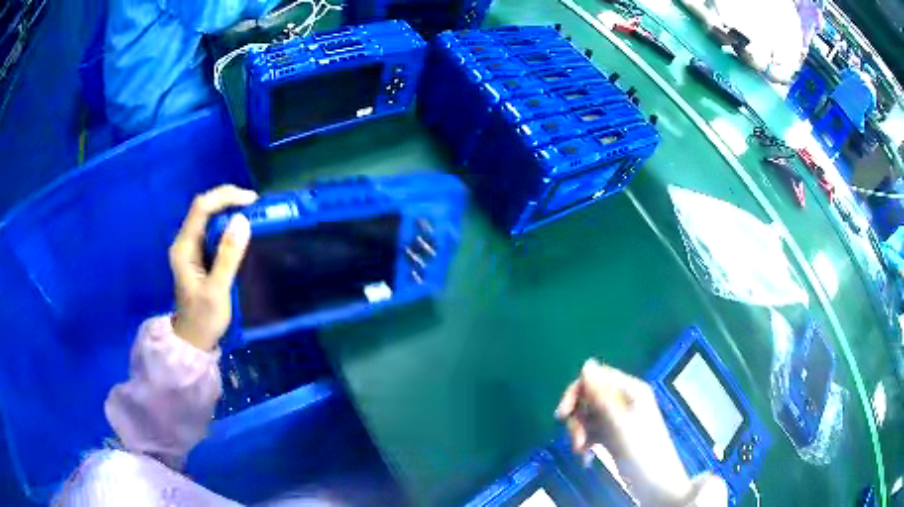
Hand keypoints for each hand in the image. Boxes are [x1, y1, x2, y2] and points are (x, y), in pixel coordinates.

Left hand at [169, 185, 257, 350]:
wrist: (193, 340)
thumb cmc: (204, 318)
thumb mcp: (218, 290)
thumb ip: (228, 256)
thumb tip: (242, 220)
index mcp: (184, 247)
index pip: (201, 207)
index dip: (225, 197)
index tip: (252, 201)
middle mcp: (185, 242)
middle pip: (204, 207)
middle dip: (229, 200)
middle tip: (256, 206)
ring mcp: (191, 248)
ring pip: (208, 217)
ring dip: (229, 210)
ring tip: (253, 214)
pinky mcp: (198, 255)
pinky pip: (212, 230)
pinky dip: (228, 225)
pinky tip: (241, 231)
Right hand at [555, 359, 692, 505]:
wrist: (655, 483)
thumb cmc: (641, 451)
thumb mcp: (619, 423)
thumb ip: (602, 395)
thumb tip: (585, 364)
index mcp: (631, 390)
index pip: (596, 378)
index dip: (576, 393)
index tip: (562, 415)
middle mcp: (625, 400)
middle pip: (589, 398)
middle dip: (577, 418)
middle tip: (575, 440)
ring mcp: (619, 419)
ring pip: (588, 416)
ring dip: (579, 433)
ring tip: (581, 452)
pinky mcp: (613, 436)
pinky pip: (592, 432)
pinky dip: (585, 443)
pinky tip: (586, 458)